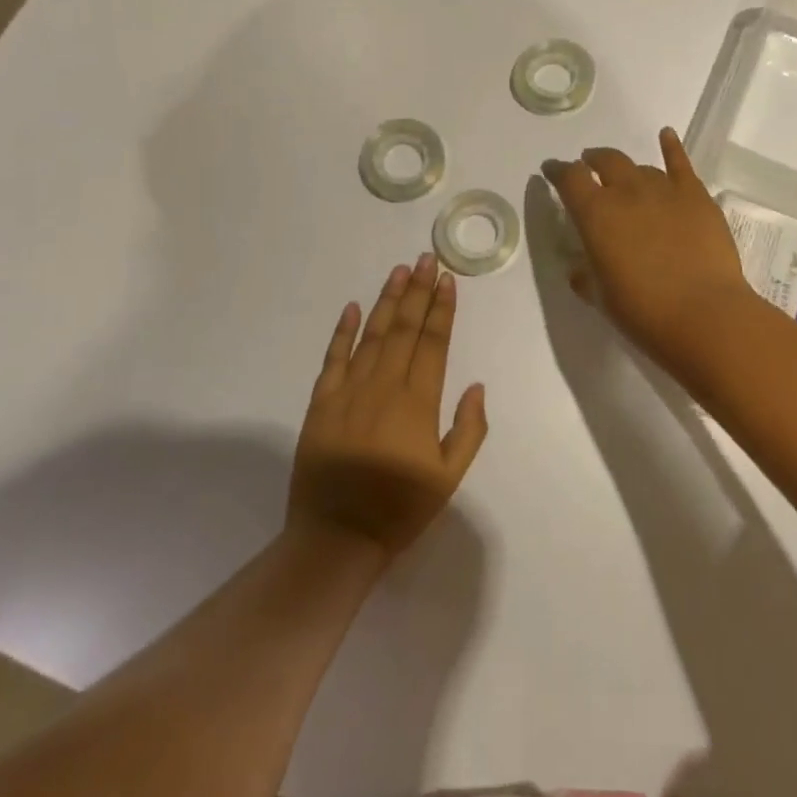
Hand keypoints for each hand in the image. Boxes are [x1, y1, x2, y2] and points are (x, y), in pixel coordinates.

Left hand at [289, 255, 487, 560]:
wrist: (337, 536)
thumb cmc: (400, 508)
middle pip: (405, 329)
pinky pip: (333, 358)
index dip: (442, 309)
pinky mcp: (321, 403)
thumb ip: (468, 429)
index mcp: (418, 402)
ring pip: (372, 335)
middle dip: (418, 292)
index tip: (448, 280)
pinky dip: (343, 331)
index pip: (434, 343)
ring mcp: (349, 391)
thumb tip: (476, 386)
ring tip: (399, 271)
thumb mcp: (450, 476)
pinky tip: (352, 307)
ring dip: (387, 301)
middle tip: (426, 259)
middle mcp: (384, 386)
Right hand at [544, 128, 754, 368]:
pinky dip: (671, 147)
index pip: (569, 179)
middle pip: (605, 161)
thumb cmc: (644, 312)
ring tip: (625, 177)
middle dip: (592, 161)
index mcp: (595, 215)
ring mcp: (664, 189)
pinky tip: (666, 135)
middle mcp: (626, 192)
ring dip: (628, 170)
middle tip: (588, 167)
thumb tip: (581, 269)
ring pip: (640, 167)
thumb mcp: (602, 298)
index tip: (551, 171)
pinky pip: (681, 163)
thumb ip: (586, 277)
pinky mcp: (696, 196)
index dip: (557, 171)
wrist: (704, 314)